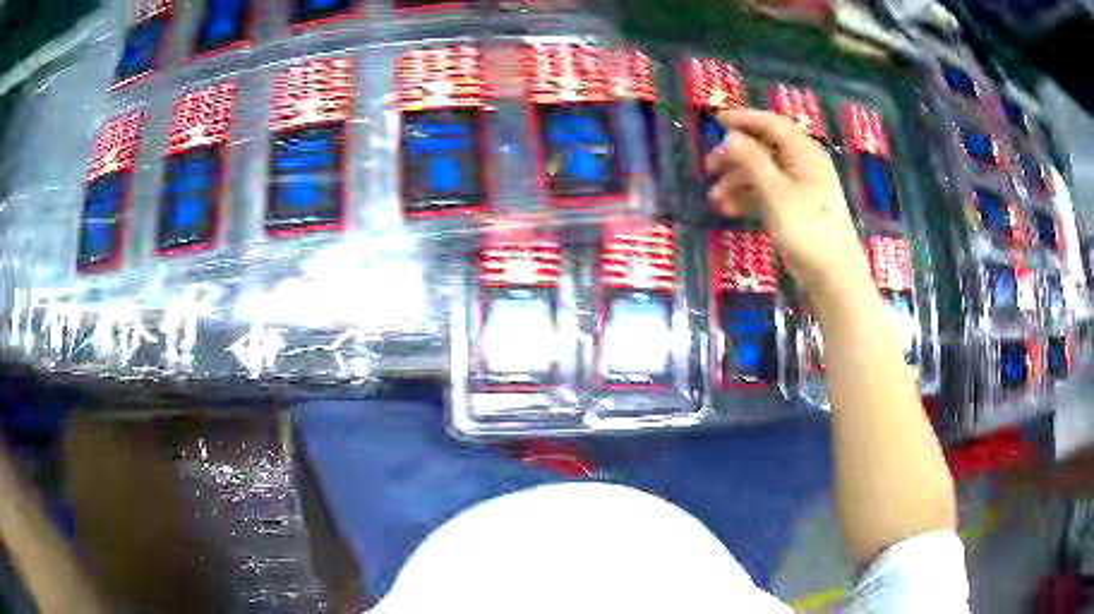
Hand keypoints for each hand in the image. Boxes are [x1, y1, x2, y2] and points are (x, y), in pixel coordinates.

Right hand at [705, 109, 869, 298]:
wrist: (832, 274)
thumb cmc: (807, 229)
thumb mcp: (775, 192)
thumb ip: (751, 160)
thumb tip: (730, 136)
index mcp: (804, 152)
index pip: (771, 124)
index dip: (743, 119)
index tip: (715, 120)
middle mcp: (803, 164)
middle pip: (763, 148)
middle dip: (734, 156)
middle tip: (709, 167)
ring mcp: (800, 186)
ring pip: (762, 172)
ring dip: (737, 181)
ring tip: (715, 199)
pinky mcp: (796, 207)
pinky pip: (768, 192)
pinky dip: (749, 197)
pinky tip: (730, 210)